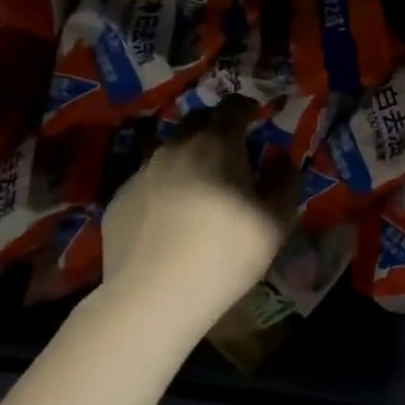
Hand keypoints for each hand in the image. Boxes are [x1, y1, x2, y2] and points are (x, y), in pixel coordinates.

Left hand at [97, 97, 296, 327]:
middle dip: (216, 128)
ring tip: (200, 188)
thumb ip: (286, 182)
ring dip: (188, 158)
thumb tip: (283, 161)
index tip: (257, 117)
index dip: (248, 108)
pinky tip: (171, 219)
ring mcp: (141, 172)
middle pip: (197, 121)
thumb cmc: (224, 254)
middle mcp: (175, 147)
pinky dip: (164, 187)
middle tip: (231, 152)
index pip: (233, 106)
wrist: (152, 299)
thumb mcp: (276, 222)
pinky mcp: (118, 200)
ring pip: (170, 151)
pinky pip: (148, 181)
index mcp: (217, 144)